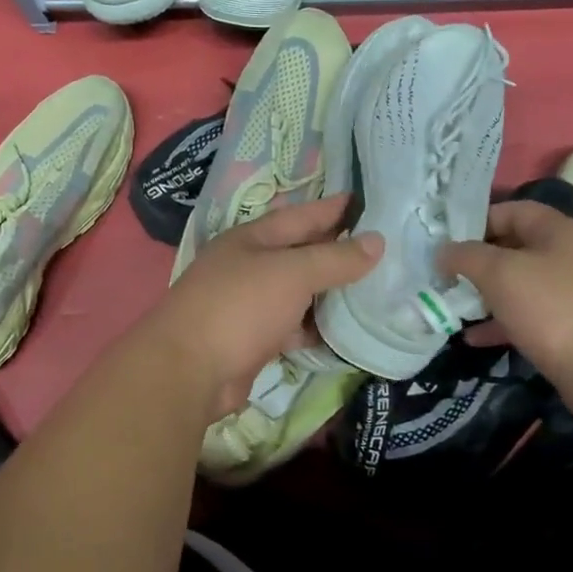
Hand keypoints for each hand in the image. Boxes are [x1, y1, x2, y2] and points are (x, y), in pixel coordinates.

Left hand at [145, 194, 382, 419]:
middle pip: (300, 254)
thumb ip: (335, 259)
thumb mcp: (292, 273)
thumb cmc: (239, 307)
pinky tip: (345, 331)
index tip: (369, 201)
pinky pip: (293, 326)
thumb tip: (377, 241)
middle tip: (383, 248)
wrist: (189, 370)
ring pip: (298, 293)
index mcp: (251, 239)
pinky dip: (316, 327)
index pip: (301, 216)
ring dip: (330, 293)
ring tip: (375, 289)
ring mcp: (249, 305)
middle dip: (337, 251)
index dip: (333, 208)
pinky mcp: (253, 340)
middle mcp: (248, 267)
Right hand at [440, 201, 572, 414]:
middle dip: (477, 261)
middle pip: (515, 248)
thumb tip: (443, 251)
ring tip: (451, 306)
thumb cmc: (553, 307)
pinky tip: (472, 338)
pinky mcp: (571, 328)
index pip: (513, 210)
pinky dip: (500, 323)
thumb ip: (466, 257)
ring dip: (485, 295)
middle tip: (443, 275)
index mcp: (558, 231)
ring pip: (520, 285)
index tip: (446, 240)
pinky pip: (528, 317)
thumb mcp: (500, 273)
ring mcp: (572, 294)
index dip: (477, 220)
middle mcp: (569, 256)